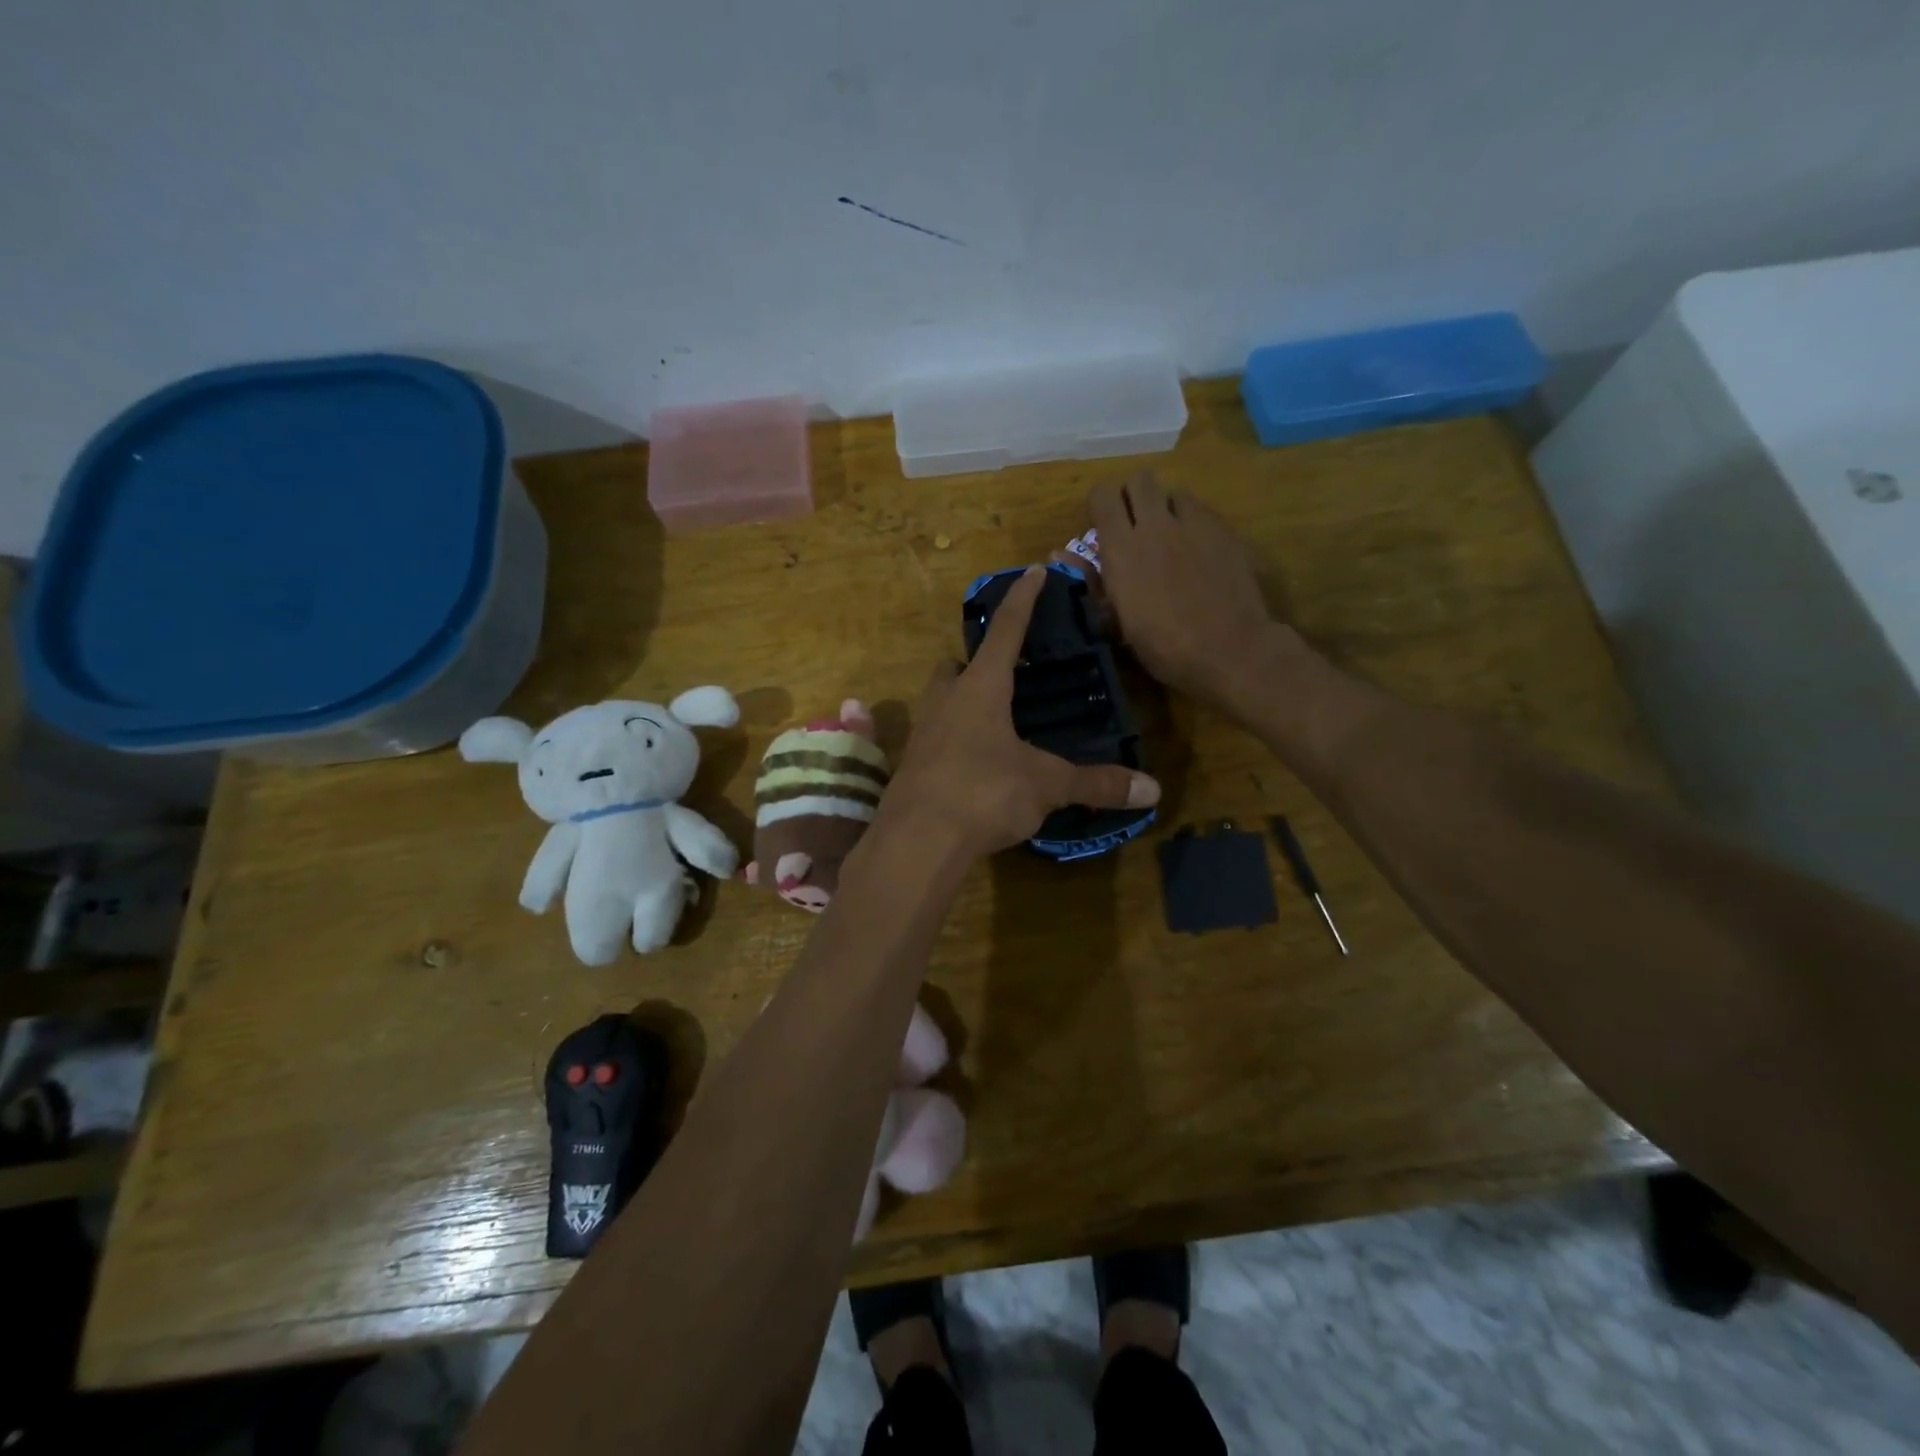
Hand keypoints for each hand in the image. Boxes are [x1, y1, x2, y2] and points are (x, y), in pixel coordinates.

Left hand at [883, 566, 1159, 857]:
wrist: (916, 842)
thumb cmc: (983, 793)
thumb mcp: (1046, 785)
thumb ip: (1096, 784)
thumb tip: (1153, 790)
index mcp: (980, 689)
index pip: (1006, 630)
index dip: (1023, 599)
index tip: (1035, 570)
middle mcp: (945, 701)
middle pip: (955, 666)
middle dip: (977, 662)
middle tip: (1005, 675)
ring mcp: (922, 733)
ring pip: (940, 701)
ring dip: (962, 701)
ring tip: (995, 721)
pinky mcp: (910, 766)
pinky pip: (934, 738)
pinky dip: (954, 740)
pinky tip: (975, 764)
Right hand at [1089, 473, 1280, 716]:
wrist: (1228, 650)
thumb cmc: (1163, 645)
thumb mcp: (1117, 619)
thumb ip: (1092, 579)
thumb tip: (1058, 554)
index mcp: (1121, 548)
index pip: (1103, 495)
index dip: (1102, 505)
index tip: (1104, 525)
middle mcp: (1155, 525)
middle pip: (1140, 480)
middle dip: (1134, 496)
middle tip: (1136, 524)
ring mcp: (1194, 524)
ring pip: (1174, 492)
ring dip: (1167, 508)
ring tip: (1171, 537)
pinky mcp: (1224, 531)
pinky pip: (1202, 511)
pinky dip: (1194, 523)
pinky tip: (1199, 550)